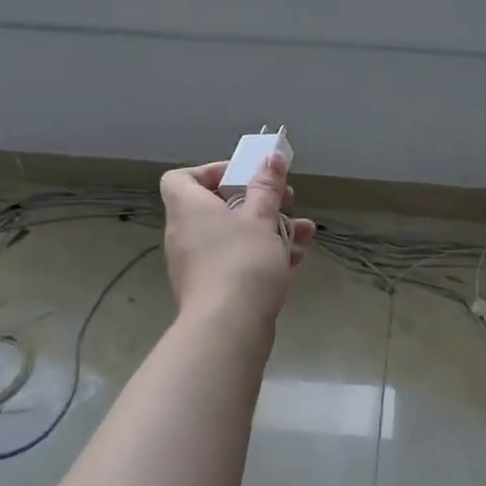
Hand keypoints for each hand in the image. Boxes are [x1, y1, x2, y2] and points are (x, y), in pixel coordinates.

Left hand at [159, 154, 316, 326]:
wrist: (228, 329)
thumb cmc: (243, 261)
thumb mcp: (262, 217)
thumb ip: (267, 185)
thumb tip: (272, 156)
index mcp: (189, 209)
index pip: (181, 178)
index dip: (211, 172)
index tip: (245, 176)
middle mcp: (185, 234)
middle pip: (217, 206)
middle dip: (258, 201)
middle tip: (287, 200)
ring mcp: (196, 265)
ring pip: (233, 236)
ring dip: (269, 229)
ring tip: (304, 232)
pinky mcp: (211, 290)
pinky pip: (235, 262)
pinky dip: (261, 257)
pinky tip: (295, 260)